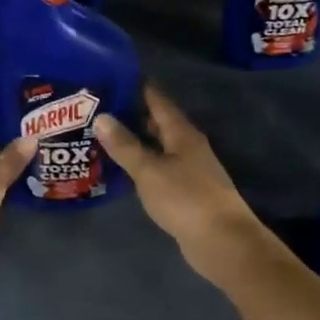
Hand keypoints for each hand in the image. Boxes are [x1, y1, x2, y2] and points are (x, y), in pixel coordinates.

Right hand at [94, 85, 267, 283]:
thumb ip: (125, 145)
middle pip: (157, 122)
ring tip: (101, 136)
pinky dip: (141, 164)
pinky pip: (159, 169)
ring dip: (134, 141)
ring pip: (157, 146)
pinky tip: (121, 169)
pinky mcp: (186, 191)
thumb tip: (102, 116)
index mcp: (182, 132)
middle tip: (96, 109)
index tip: (109, 77)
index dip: (135, 86)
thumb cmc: (185, 199)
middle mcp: (187, 145)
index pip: (157, 99)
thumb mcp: (149, 170)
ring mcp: (189, 169)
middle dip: (130, 114)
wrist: (222, 241)